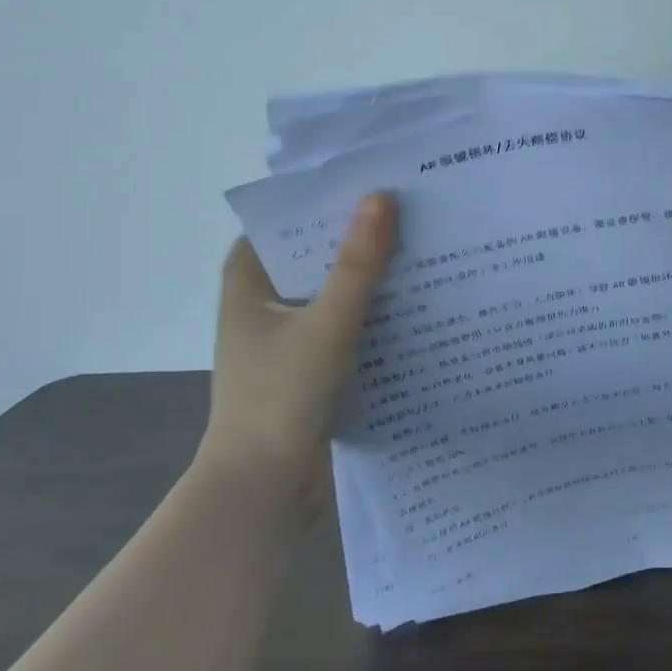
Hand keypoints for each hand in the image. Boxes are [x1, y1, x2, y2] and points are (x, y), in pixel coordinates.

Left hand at [200, 193, 398, 497]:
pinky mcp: (310, 365)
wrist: (264, 489)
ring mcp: (287, 336)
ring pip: (333, 291)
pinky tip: (416, 303)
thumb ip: (356, 265)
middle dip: (358, 237)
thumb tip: (382, 198)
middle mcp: (264, 302)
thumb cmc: (280, 397)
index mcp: (248, 281)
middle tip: (412, 210)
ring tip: (423, 248)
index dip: (324, 199)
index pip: (285, 221)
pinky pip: (346, 324)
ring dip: (370, 277)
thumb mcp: (326, 324)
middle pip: (315, 254)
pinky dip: (373, 313)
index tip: (372, 181)